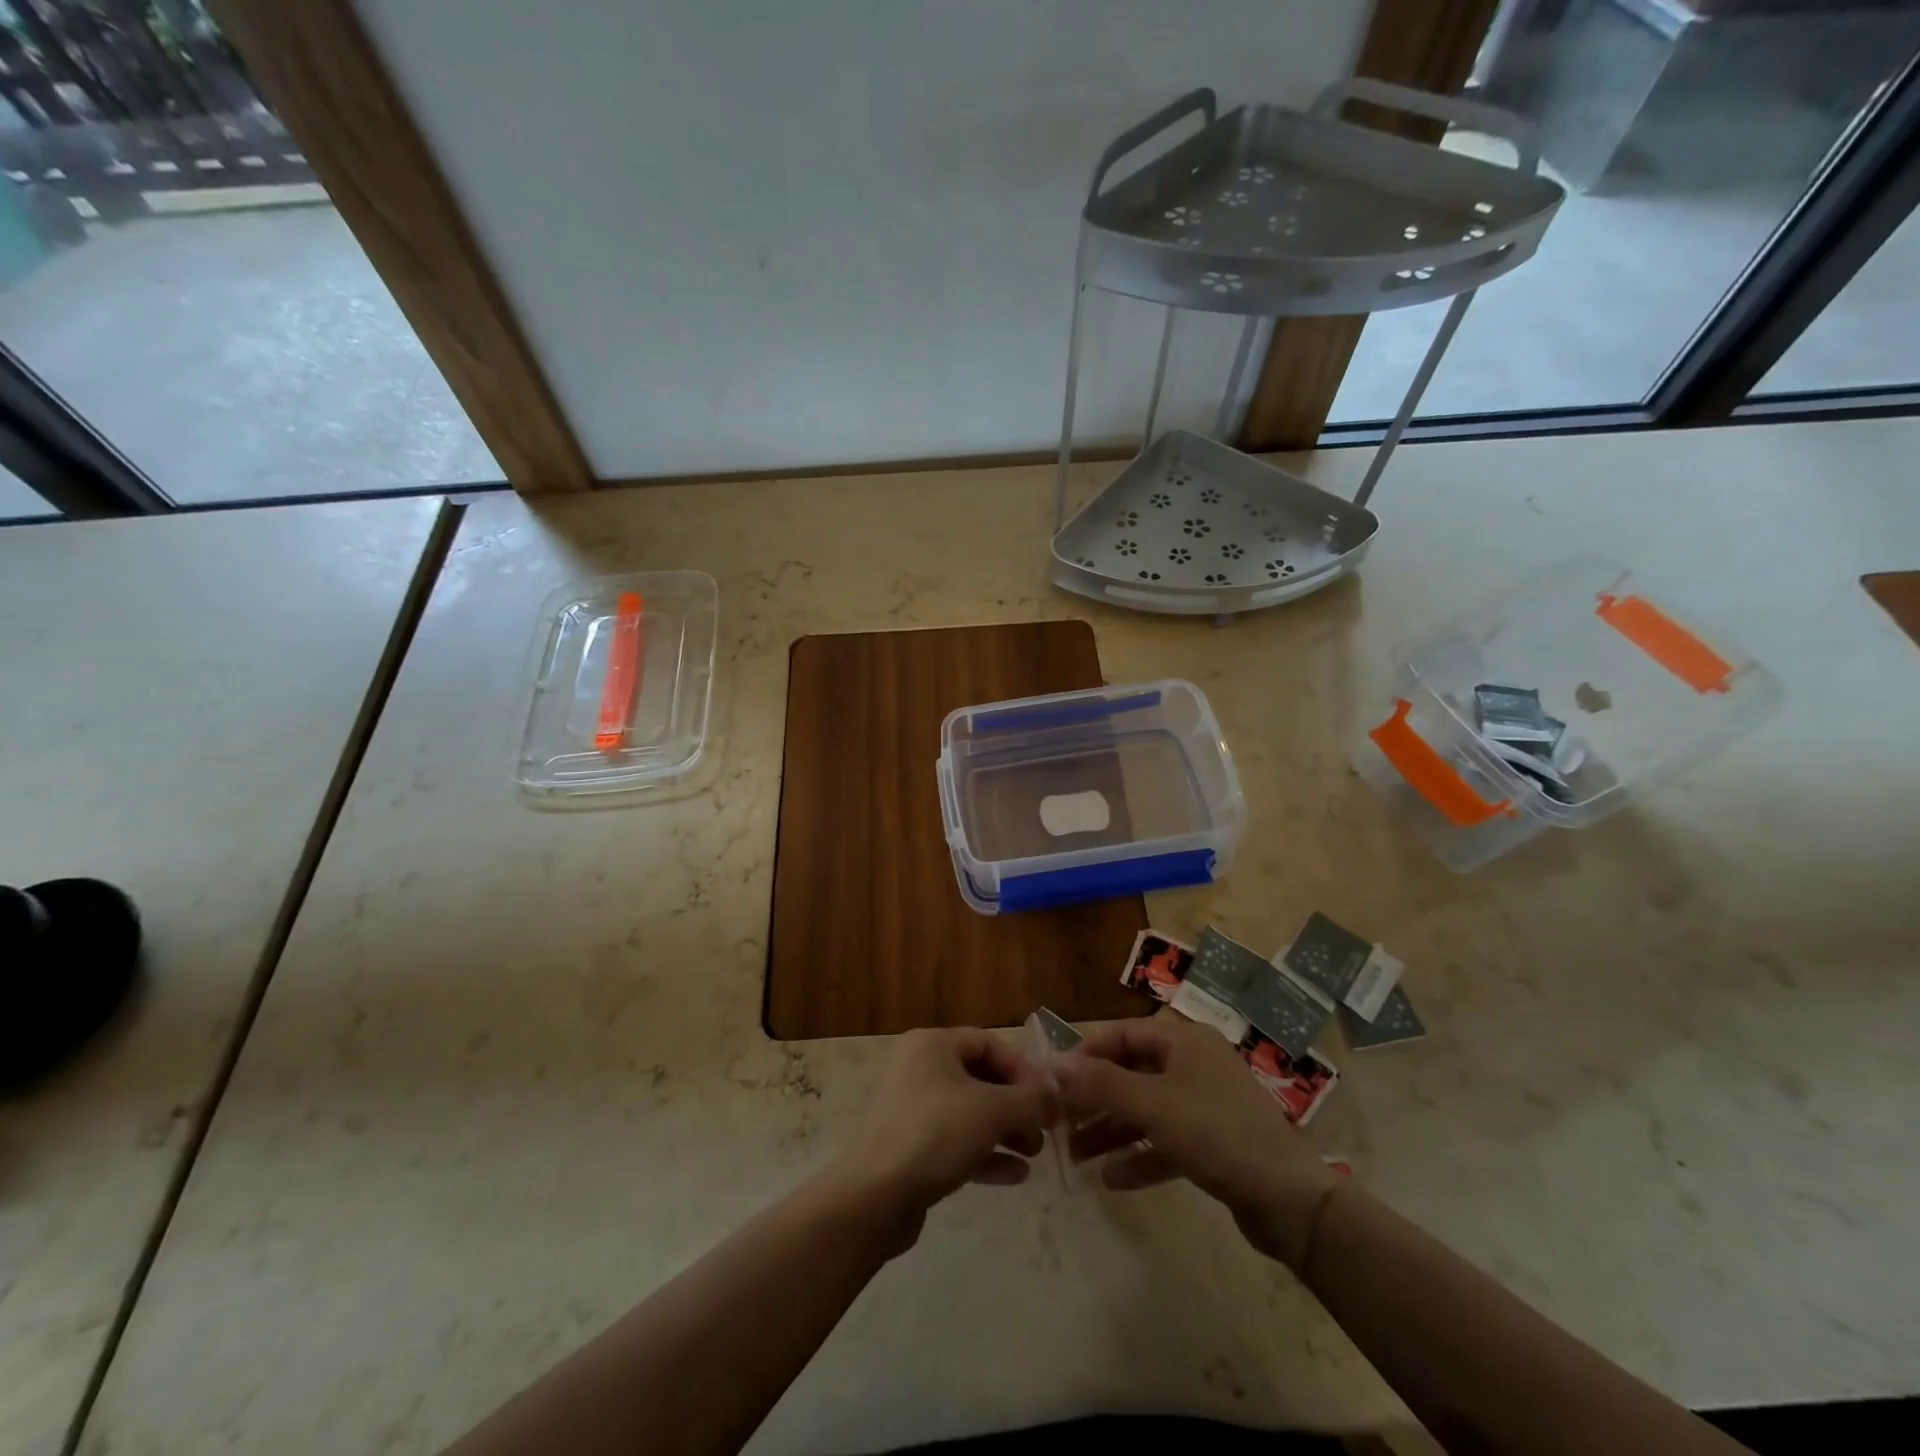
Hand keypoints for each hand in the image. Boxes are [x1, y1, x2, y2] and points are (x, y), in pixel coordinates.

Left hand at [827, 1027, 1053, 1252]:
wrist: (874, 1197)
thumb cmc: (935, 1134)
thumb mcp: (992, 1111)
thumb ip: (1031, 1100)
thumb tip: (1058, 1094)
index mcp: (932, 1045)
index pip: (987, 1042)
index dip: (1022, 1067)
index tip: (1048, 1098)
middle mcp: (919, 1069)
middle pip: (980, 1078)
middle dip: (1016, 1104)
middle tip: (1044, 1130)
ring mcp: (912, 1110)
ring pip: (970, 1112)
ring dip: (1006, 1130)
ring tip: (1034, 1153)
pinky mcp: (911, 1149)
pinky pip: (956, 1142)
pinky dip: (986, 1154)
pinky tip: (1016, 1175)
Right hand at [1054, 1015, 1336, 1268]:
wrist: (1290, 1200)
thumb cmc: (1216, 1133)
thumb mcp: (1152, 1105)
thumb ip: (1101, 1084)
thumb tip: (1055, 1065)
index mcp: (1183, 1040)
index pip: (1122, 1034)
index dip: (1086, 1054)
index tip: (1054, 1080)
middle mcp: (1193, 1064)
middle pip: (1131, 1074)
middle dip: (1095, 1100)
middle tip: (1059, 1124)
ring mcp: (1205, 1103)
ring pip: (1146, 1110)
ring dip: (1111, 1131)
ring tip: (1076, 1155)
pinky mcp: (1213, 1143)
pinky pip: (1165, 1141)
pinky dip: (1139, 1156)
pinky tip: (1111, 1179)